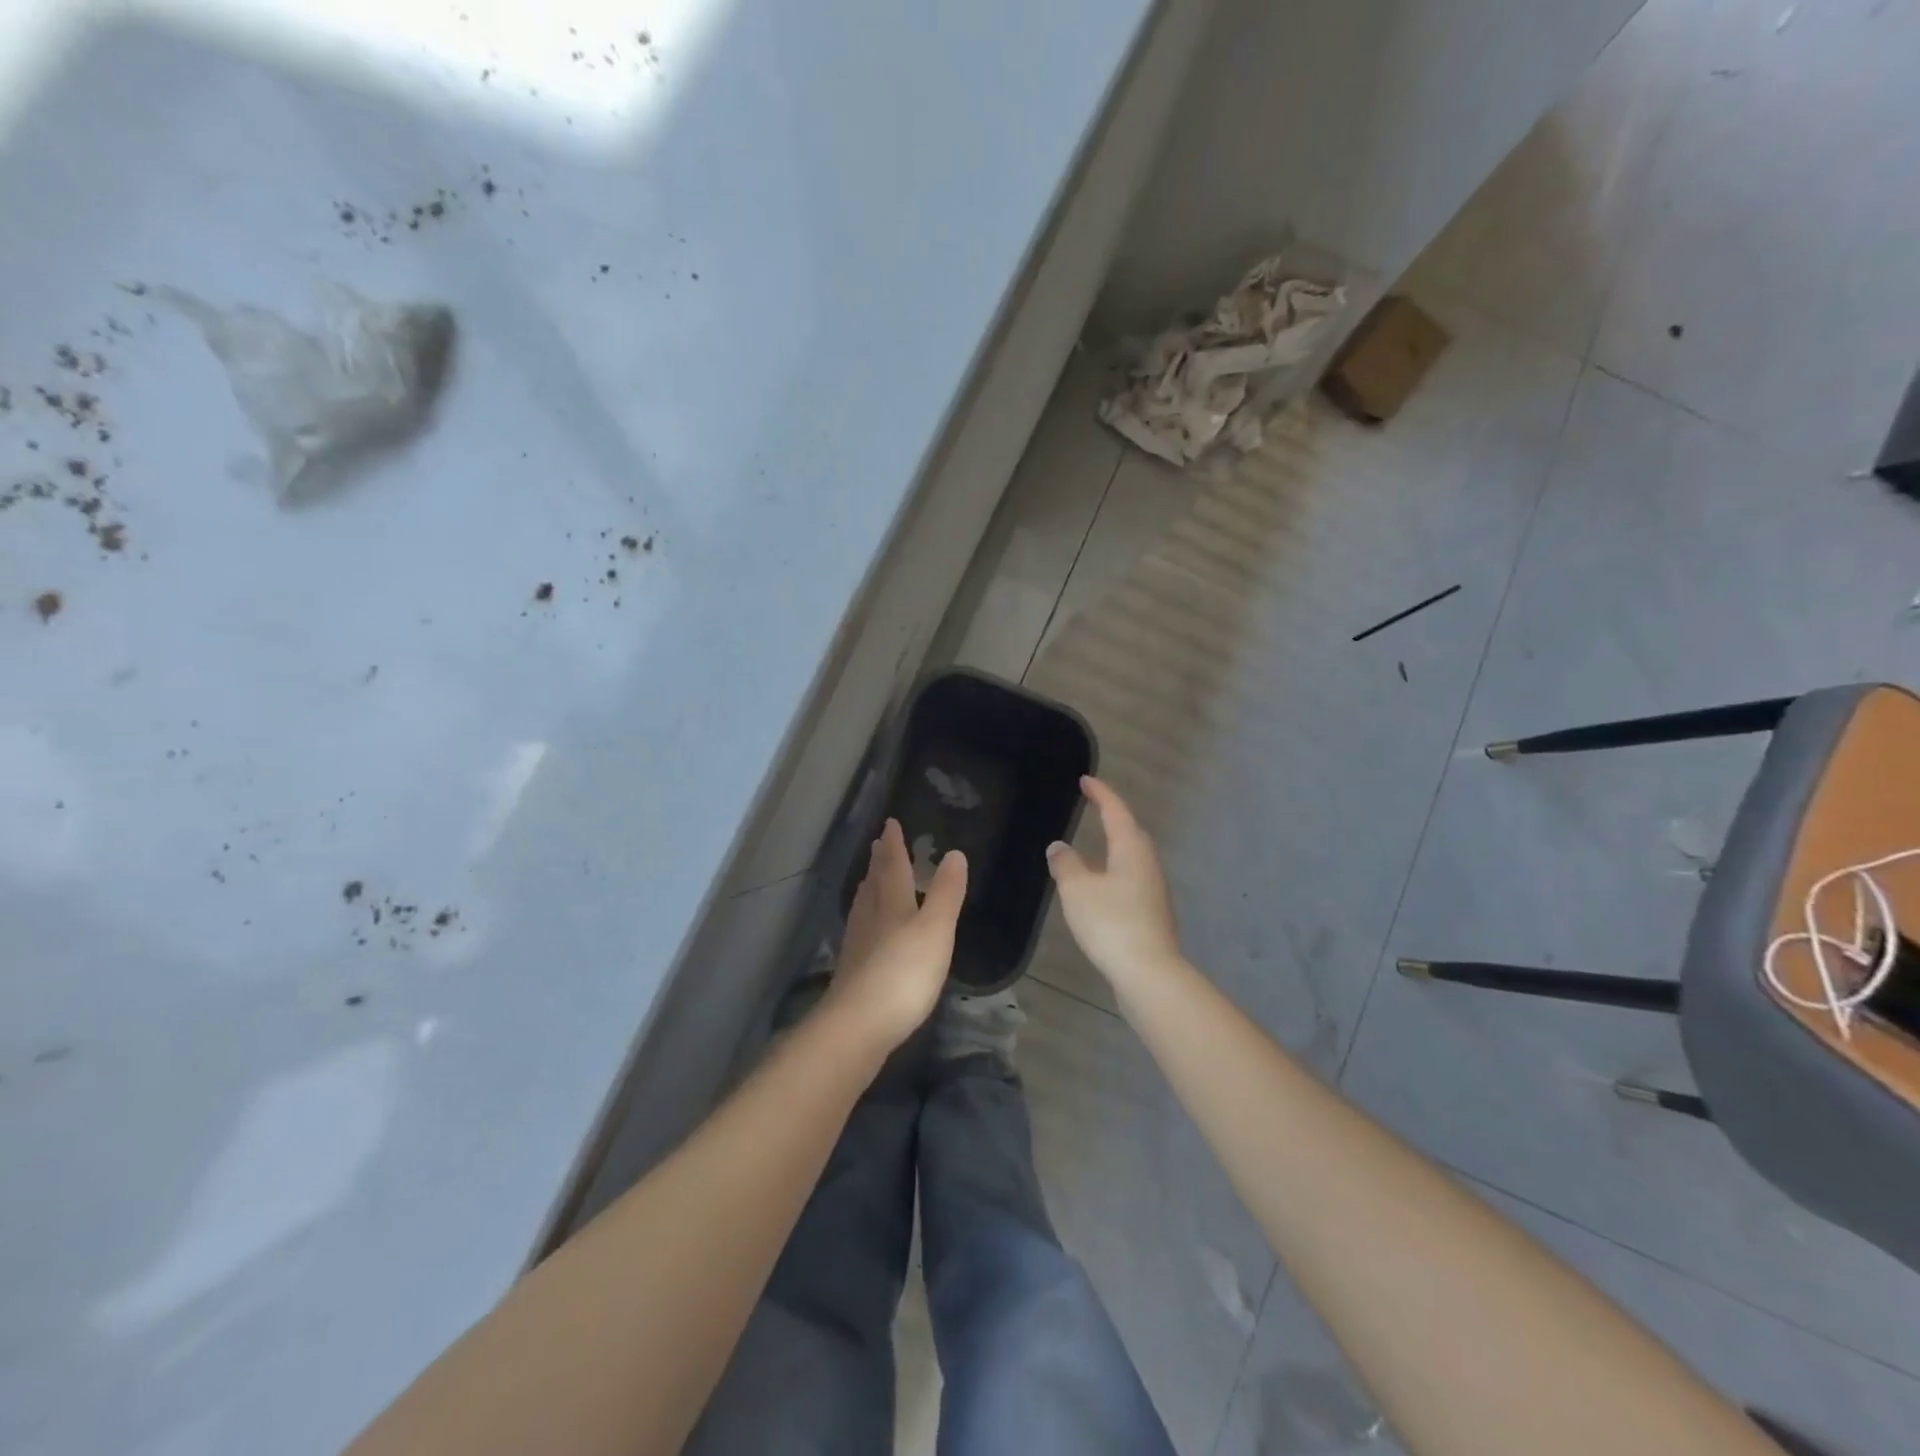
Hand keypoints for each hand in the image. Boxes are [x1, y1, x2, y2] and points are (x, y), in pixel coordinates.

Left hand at [821, 819, 967, 1054]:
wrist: (859, 1024)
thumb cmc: (904, 972)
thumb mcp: (935, 929)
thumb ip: (945, 893)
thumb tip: (954, 853)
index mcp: (891, 903)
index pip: (892, 865)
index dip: (893, 844)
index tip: (890, 823)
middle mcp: (870, 917)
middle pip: (874, 882)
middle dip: (879, 862)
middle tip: (879, 845)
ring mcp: (858, 944)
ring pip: (864, 905)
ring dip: (869, 887)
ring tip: (871, 878)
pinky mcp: (854, 970)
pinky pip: (861, 929)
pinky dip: (866, 916)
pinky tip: (867, 928)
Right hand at [1046, 776, 1182, 992]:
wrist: (1148, 972)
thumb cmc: (1110, 922)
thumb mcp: (1077, 889)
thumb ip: (1065, 863)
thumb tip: (1059, 846)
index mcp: (1131, 848)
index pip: (1115, 810)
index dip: (1100, 793)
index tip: (1086, 780)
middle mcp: (1147, 862)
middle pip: (1130, 832)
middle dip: (1112, 817)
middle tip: (1093, 807)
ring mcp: (1153, 889)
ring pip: (1131, 857)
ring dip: (1113, 846)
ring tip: (1091, 847)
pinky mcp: (1151, 912)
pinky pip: (1130, 879)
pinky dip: (1113, 871)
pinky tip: (1098, 886)